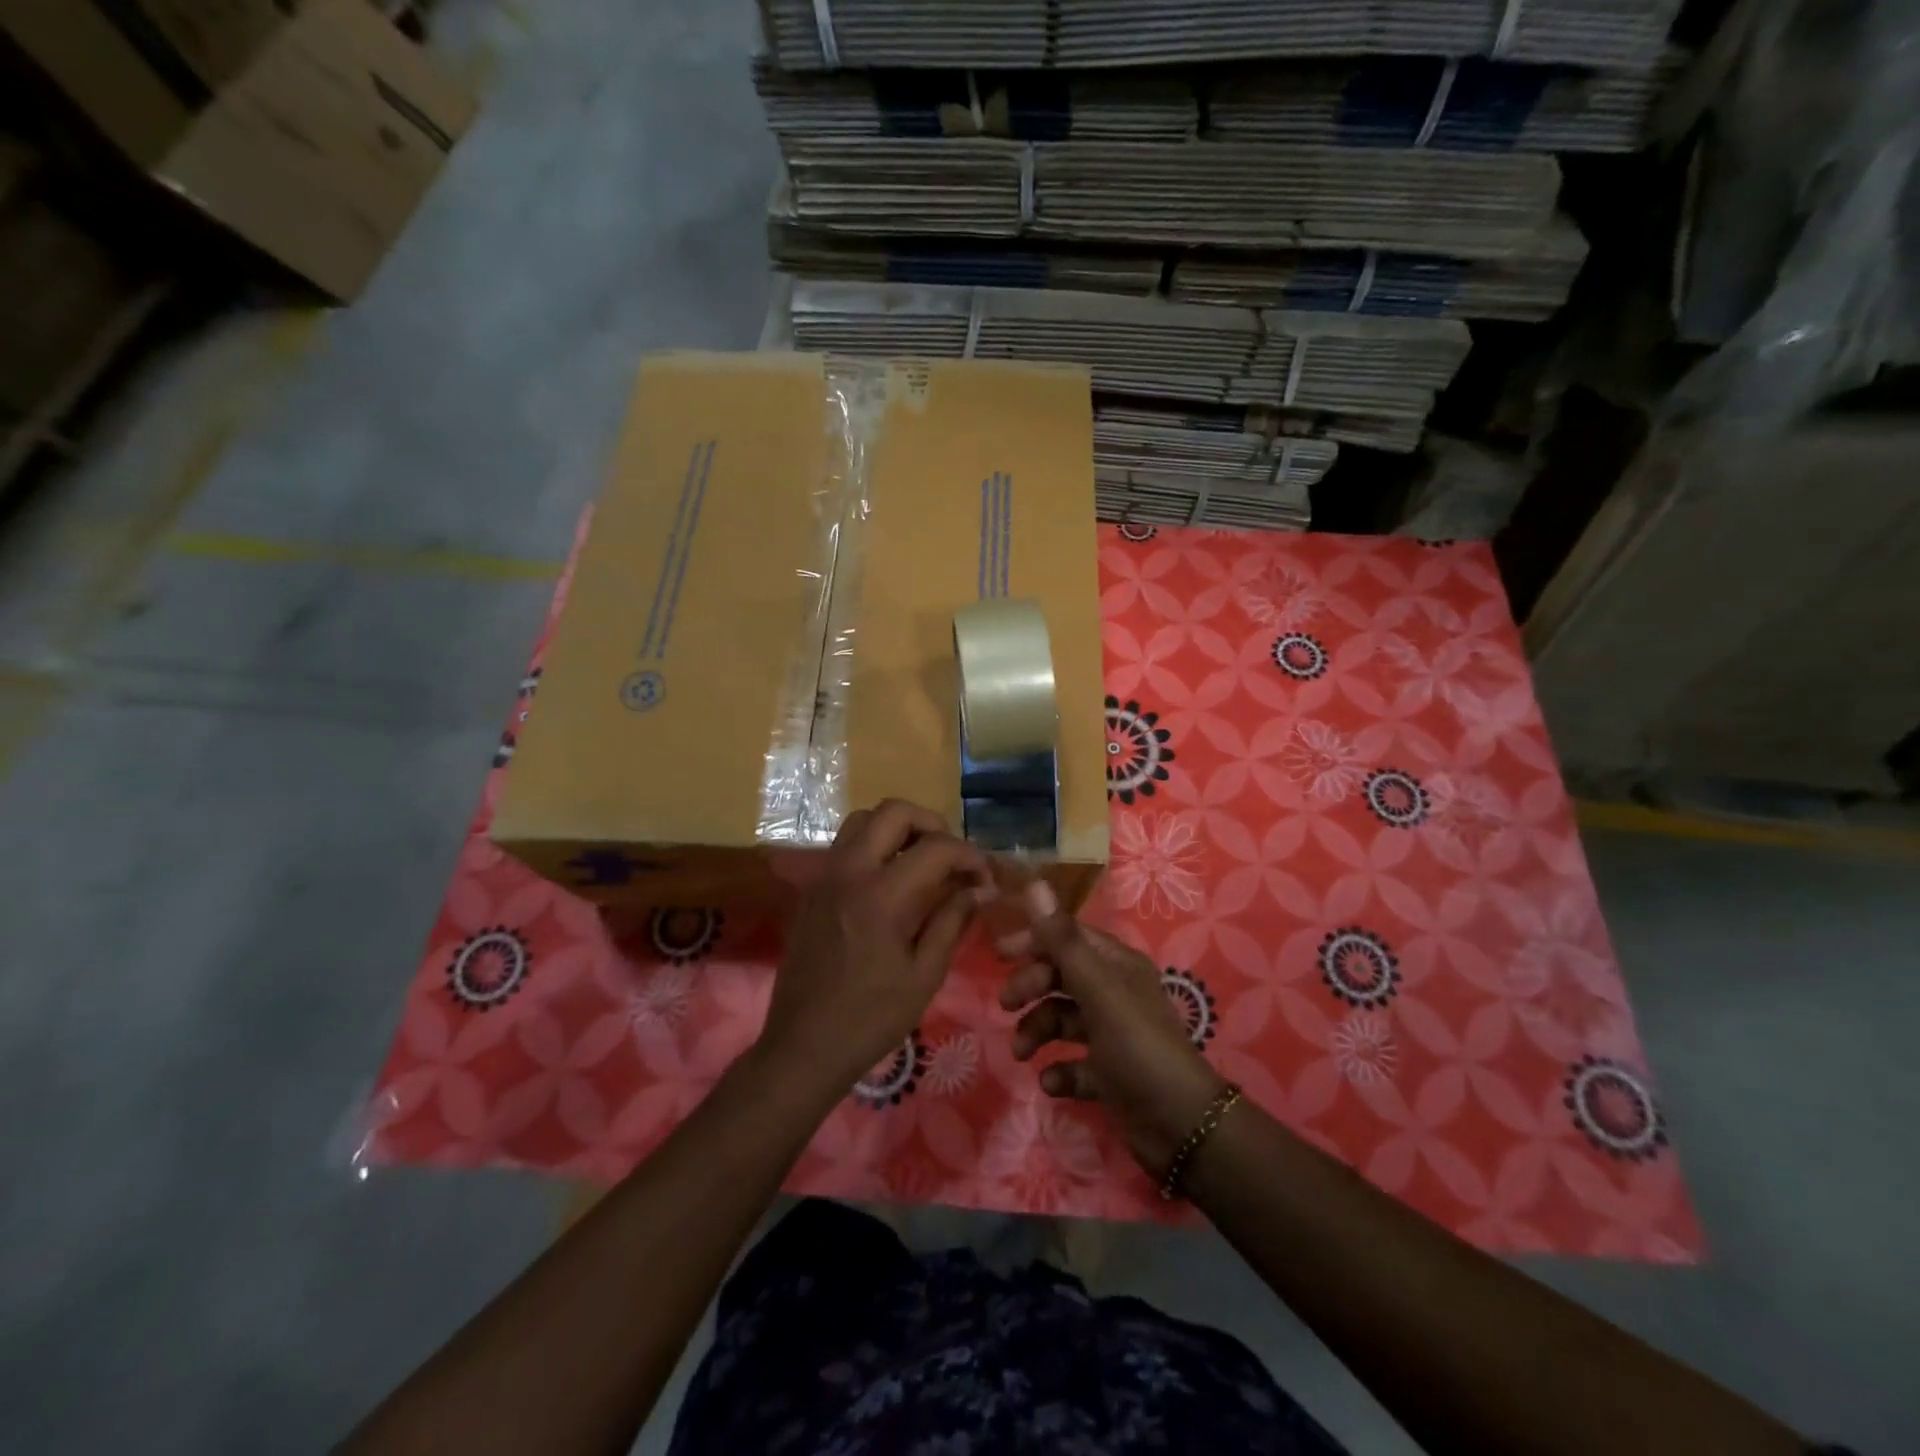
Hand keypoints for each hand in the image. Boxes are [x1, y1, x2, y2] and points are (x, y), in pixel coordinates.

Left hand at [761, 799, 988, 1098]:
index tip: (984, 878)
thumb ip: (952, 921)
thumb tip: (980, 888)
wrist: (803, 1046)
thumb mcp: (924, 975)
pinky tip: (891, 880)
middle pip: (893, 811)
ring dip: (898, 828)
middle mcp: (849, 871)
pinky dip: (874, 845)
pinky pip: (845, 844)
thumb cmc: (871, 1019)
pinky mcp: (812, 888)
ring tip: (921, 861)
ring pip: (863, 820)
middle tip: (951, 856)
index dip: (969, 855)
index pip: (935, 847)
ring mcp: (825, 876)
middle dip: (931, 824)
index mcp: (882, 894)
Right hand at [997, 880, 1228, 1179]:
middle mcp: (1114, 993)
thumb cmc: (1138, 1045)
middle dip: (1031, 988)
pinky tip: (1052, 1082)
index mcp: (1116, 965)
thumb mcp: (1097, 989)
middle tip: (1006, 1005)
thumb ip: (1062, 940)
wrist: (1181, 1125)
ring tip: (1022, 1053)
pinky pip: (1073, 1063)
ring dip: (1037, 1032)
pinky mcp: (1109, 1074)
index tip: (999, 954)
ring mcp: (1111, 1035)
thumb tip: (1035, 883)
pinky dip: (1059, 1070)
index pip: (1069, 937)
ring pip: (1061, 1020)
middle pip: (1061, 976)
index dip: (1035, 940)